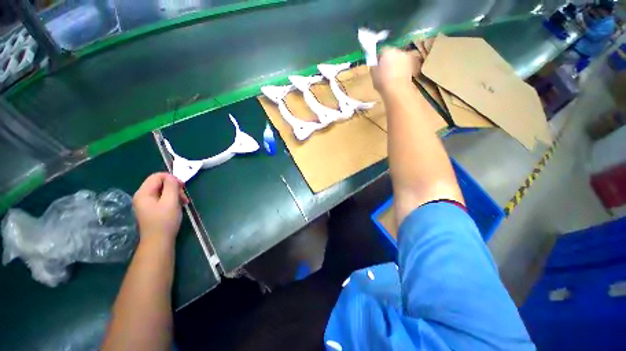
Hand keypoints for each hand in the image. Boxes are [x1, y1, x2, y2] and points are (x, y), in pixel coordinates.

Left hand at [133, 173, 188, 242]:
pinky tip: (179, 205)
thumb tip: (172, 177)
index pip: (157, 176)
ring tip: (184, 202)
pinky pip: (162, 198)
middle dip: (174, 187)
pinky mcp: (151, 209)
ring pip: (163, 191)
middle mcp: (142, 196)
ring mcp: (146, 203)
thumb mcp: (170, 201)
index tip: (182, 186)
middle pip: (160, 183)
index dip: (171, 178)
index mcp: (144, 193)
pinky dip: (172, 199)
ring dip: (175, 193)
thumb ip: (171, 186)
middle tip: (184, 196)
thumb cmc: (165, 221)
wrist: (159, 241)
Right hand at [371, 39, 432, 95]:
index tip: (376, 65)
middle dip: (388, 60)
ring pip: (399, 59)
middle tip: (384, 70)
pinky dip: (401, 69)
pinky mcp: (412, 65)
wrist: (397, 89)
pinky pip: (404, 65)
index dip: (378, 58)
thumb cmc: (382, 81)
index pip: (381, 51)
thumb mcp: (373, 74)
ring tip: (391, 74)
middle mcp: (398, 50)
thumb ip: (374, 66)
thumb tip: (375, 64)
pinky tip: (397, 77)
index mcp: (387, 51)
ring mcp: (406, 57)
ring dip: (395, 64)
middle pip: (391, 53)